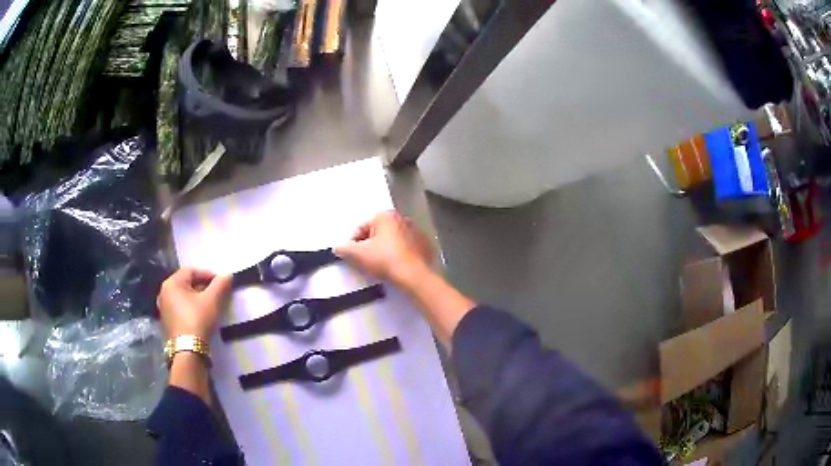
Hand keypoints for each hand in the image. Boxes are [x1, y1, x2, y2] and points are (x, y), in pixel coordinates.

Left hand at [156, 268, 232, 340]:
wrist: (187, 351)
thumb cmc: (197, 320)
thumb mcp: (212, 300)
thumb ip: (220, 284)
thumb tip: (227, 275)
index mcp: (172, 283)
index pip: (192, 271)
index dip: (208, 274)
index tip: (222, 283)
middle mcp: (164, 293)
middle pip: (186, 283)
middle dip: (203, 287)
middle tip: (217, 295)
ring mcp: (164, 309)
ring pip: (183, 297)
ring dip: (197, 299)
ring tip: (211, 307)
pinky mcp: (167, 323)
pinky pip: (180, 309)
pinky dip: (191, 309)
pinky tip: (201, 318)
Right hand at [334, 210, 434, 286]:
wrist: (414, 276)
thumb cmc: (384, 260)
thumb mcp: (358, 254)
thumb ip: (344, 249)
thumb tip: (337, 247)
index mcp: (385, 215)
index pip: (361, 227)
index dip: (353, 243)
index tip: (352, 257)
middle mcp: (401, 218)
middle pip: (377, 232)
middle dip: (369, 245)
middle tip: (365, 262)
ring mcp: (416, 231)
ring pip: (392, 240)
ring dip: (384, 250)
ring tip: (380, 266)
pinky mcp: (425, 245)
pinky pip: (405, 249)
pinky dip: (399, 255)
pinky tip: (395, 267)